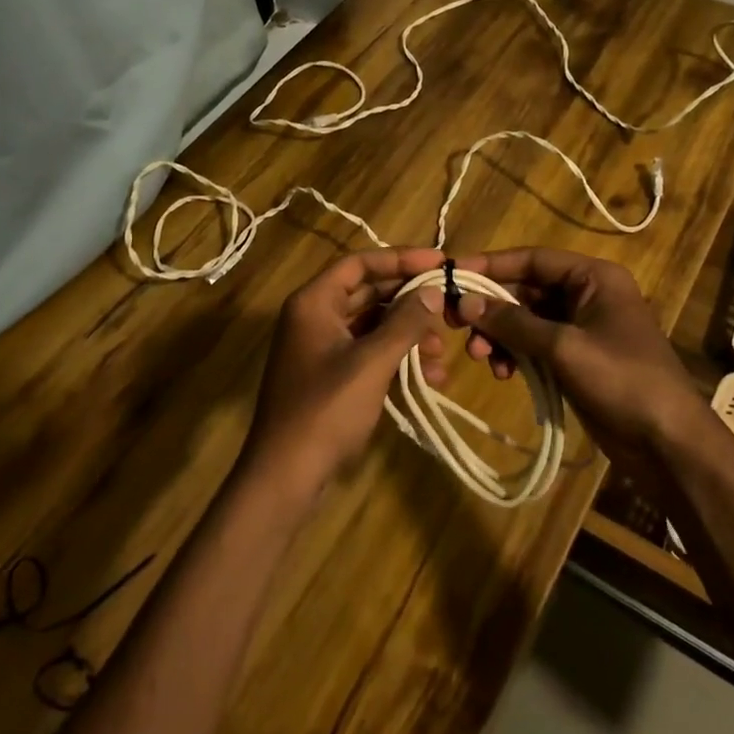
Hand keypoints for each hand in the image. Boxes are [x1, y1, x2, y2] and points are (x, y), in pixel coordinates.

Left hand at [242, 248, 449, 503]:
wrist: (286, 475)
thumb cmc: (326, 409)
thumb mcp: (372, 362)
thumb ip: (405, 322)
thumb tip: (433, 291)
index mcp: (314, 302)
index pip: (360, 263)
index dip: (401, 259)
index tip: (440, 263)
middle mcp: (314, 316)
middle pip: (368, 292)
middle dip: (409, 301)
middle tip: (448, 305)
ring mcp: (320, 347)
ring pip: (371, 325)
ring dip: (407, 334)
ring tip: (441, 351)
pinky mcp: (329, 375)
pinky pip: (367, 352)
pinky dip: (395, 359)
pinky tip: (428, 378)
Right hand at [449, 247, 707, 474]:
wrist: (668, 444)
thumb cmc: (622, 381)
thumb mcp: (563, 347)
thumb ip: (512, 322)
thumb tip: (465, 301)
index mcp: (594, 277)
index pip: (533, 259)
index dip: (492, 265)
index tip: (452, 274)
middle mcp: (587, 295)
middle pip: (526, 289)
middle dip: (492, 308)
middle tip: (456, 324)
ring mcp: (582, 328)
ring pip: (527, 320)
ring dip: (500, 335)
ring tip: (480, 357)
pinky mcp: (577, 358)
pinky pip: (535, 345)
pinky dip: (515, 355)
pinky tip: (503, 373)